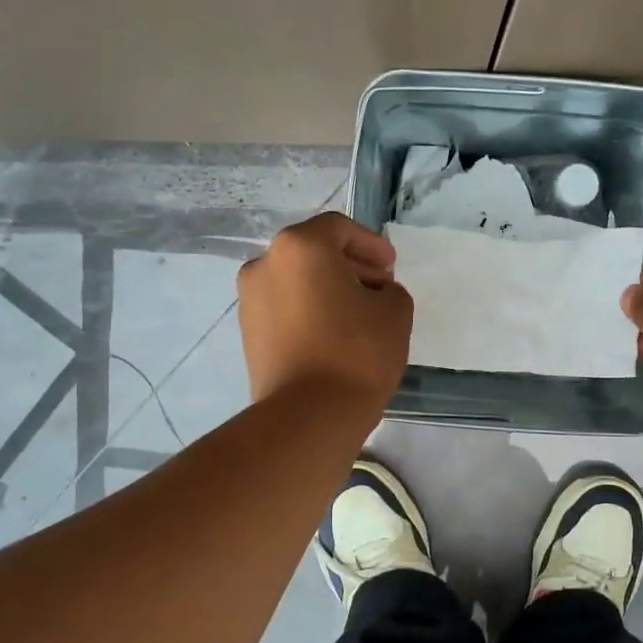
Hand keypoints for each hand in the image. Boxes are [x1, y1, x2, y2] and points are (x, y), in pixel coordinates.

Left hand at [238, 212, 412, 408]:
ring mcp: (249, 300)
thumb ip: (388, 289)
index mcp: (300, 247)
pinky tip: (334, 335)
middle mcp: (265, 264)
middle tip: (379, 289)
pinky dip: (309, 310)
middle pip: (313, 252)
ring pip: (296, 280)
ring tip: (358, 316)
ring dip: (328, 289)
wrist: (309, 414)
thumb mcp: (395, 311)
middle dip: (349, 266)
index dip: (371, 244)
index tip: (391, 268)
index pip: (339, 228)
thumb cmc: (357, 352)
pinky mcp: (247, 333)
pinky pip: (285, 308)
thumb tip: (371, 294)